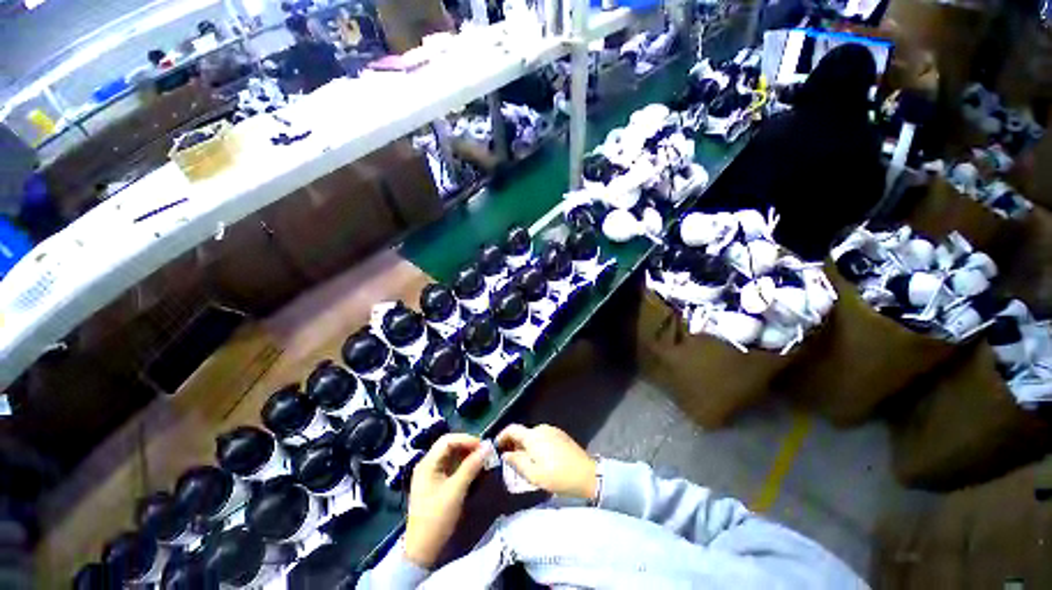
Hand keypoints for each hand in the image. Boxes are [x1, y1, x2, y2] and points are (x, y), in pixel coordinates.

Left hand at [404, 433, 485, 567]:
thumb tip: (488, 446)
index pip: (447, 440)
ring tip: (482, 461)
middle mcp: (427, 465)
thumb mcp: (456, 490)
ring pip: (451, 456)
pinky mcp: (436, 484)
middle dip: (468, 447)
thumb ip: (472, 466)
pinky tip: (474, 471)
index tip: (483, 446)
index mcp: (427, 464)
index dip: (466, 439)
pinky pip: (451, 467)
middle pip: (449, 446)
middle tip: (484, 453)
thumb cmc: (437, 518)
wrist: (422, 551)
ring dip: (467, 456)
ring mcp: (431, 475)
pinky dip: (464, 466)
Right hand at [496, 424, 596, 500]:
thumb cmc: (557, 476)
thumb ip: (516, 462)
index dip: (502, 436)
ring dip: (525, 446)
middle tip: (510, 460)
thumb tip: (505, 454)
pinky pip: (543, 437)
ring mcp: (553, 430)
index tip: (496, 447)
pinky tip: (540, 459)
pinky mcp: (561, 435)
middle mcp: (541, 428)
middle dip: (514, 444)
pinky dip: (536, 445)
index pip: (512, 429)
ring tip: (524, 463)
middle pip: (523, 433)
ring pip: (533, 436)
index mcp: (533, 436)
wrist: (587, 475)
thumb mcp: (533, 474)